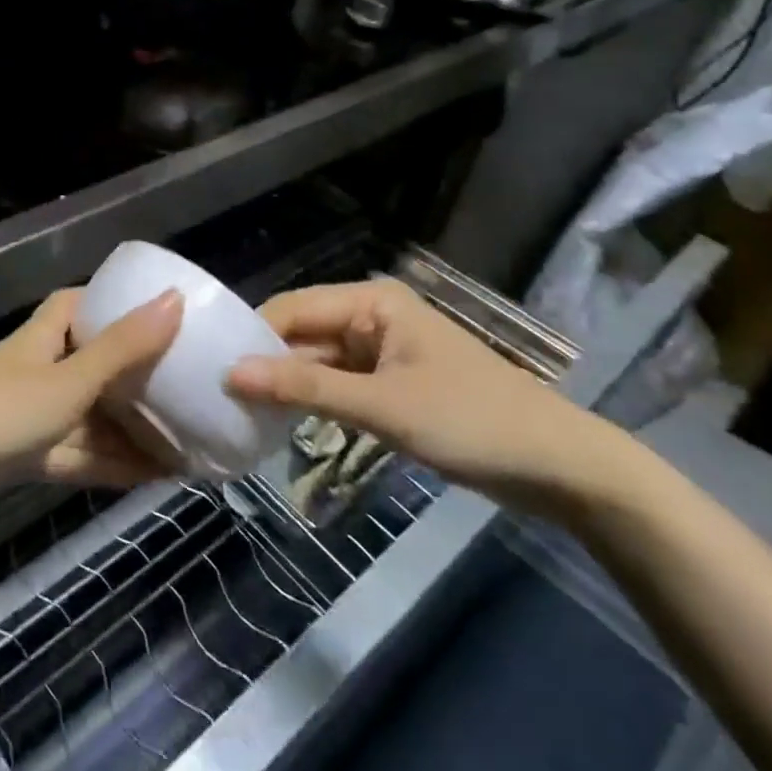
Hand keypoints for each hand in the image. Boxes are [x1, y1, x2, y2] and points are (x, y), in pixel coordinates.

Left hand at [0, 288, 182, 525]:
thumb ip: (122, 348)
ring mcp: (31, 414)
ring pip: (91, 414)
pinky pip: (80, 452)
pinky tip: (155, 475)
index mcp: (44, 336)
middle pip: (93, 362)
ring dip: (132, 428)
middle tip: (187, 384)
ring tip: (187, 437)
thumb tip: (174, 300)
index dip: (113, 302)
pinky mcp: (27, 456)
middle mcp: (39, 368)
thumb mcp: (68, 380)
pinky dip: (113, 462)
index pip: (79, 303)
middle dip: (136, 375)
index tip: (157, 312)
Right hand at [226, 278, 631, 518]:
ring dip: (286, 385)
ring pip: (317, 361)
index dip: (251, 337)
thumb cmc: (472, 422)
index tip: (208, 368)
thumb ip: (305, 387)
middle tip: (216, 396)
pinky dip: (313, 401)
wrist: (563, 469)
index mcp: (371, 301)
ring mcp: (382, 351)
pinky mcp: (392, 383)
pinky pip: (338, 384)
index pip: (291, 308)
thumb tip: (231, 374)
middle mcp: (371, 316)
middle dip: (265, 363)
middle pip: (302, 333)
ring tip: (237, 411)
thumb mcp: (383, 406)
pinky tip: (281, 422)